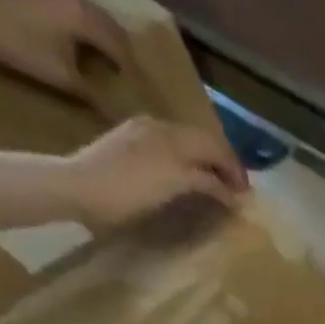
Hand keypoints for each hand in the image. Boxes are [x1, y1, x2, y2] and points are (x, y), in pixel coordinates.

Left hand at [0, 0, 136, 99]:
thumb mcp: (62, 79)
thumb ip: (94, 96)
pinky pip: (82, 15)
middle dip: (126, 58)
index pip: (124, 50)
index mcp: (86, 17)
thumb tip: (119, 117)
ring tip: (115, 72)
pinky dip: (93, 34)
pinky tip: (91, 52)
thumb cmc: (17, 45)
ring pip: (99, 22)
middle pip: (115, 32)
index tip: (144, 98)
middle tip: (134, 87)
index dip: (135, 76)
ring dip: (110, 45)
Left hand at [60, 117, 247, 229]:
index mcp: (172, 136)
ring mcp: (142, 132)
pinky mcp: (128, 143)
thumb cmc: (127, 191)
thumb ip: (207, 184)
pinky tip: (186, 177)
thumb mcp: (173, 185)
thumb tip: (235, 194)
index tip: (248, 196)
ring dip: (205, 163)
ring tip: (215, 186)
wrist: (76, 186)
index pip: (217, 146)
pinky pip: (169, 147)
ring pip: (186, 144)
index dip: (236, 170)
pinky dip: (187, 162)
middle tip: (236, 192)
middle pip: (203, 141)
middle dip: (223, 165)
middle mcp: (160, 127)